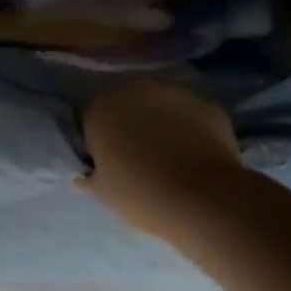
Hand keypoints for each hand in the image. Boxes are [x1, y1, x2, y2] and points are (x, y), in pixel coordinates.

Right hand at [79, 78, 243, 234]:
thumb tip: (83, 175)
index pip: (87, 119)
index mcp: (100, 109)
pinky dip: (190, 129)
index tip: (102, 161)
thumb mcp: (103, 193)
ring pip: (159, 106)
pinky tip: (195, 155)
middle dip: (126, 124)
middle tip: (135, 157)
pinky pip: (191, 116)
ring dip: (158, 122)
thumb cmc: (141, 195)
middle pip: (124, 104)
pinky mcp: (207, 105)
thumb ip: (89, 177)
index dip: (94, 140)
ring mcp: (174, 93)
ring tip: (169, 156)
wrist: (204, 200)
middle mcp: (134, 90)